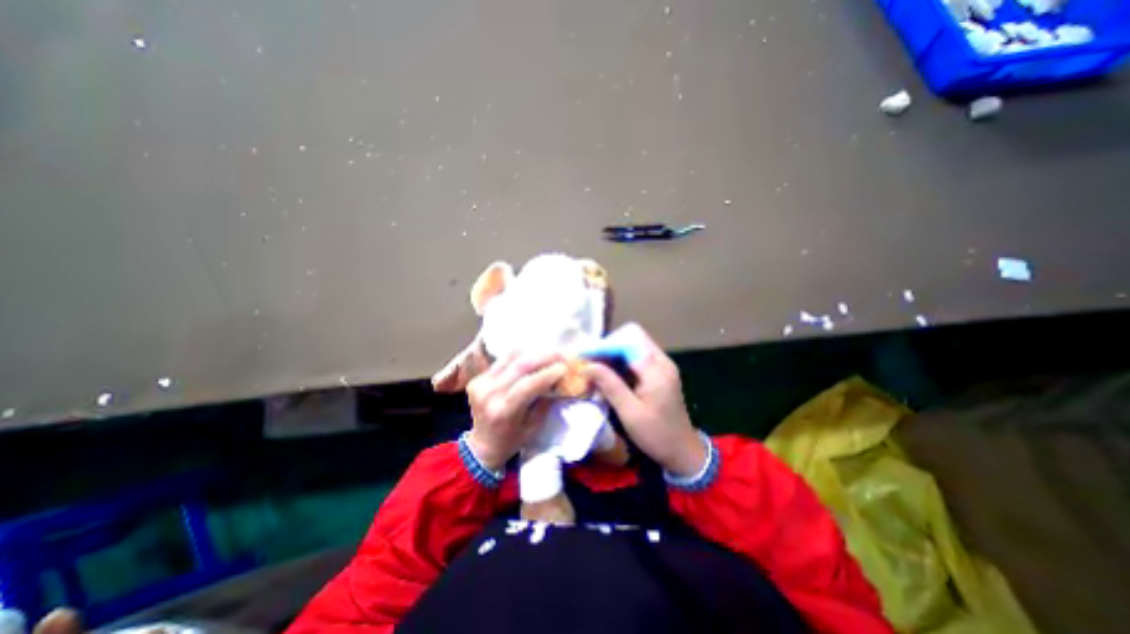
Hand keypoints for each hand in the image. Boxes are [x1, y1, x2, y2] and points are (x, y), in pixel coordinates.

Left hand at [463, 351, 565, 469]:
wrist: (483, 444)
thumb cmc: (513, 439)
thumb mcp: (534, 426)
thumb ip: (545, 401)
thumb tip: (559, 378)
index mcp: (503, 413)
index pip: (527, 386)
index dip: (547, 374)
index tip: (564, 367)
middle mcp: (488, 395)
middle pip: (519, 366)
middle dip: (544, 357)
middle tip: (560, 355)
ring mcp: (480, 384)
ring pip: (511, 358)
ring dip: (532, 354)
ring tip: (548, 356)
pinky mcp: (477, 378)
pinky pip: (503, 361)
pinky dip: (520, 358)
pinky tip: (531, 360)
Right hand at [582, 324, 704, 477]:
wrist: (682, 452)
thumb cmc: (657, 435)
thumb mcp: (630, 412)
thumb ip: (610, 385)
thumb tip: (587, 365)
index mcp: (657, 369)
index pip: (628, 341)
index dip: (605, 346)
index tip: (585, 356)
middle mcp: (661, 361)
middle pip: (631, 338)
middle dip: (608, 347)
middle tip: (589, 362)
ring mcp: (661, 366)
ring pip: (633, 346)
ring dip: (613, 354)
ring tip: (594, 367)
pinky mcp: (658, 373)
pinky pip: (636, 358)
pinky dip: (620, 362)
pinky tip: (608, 375)